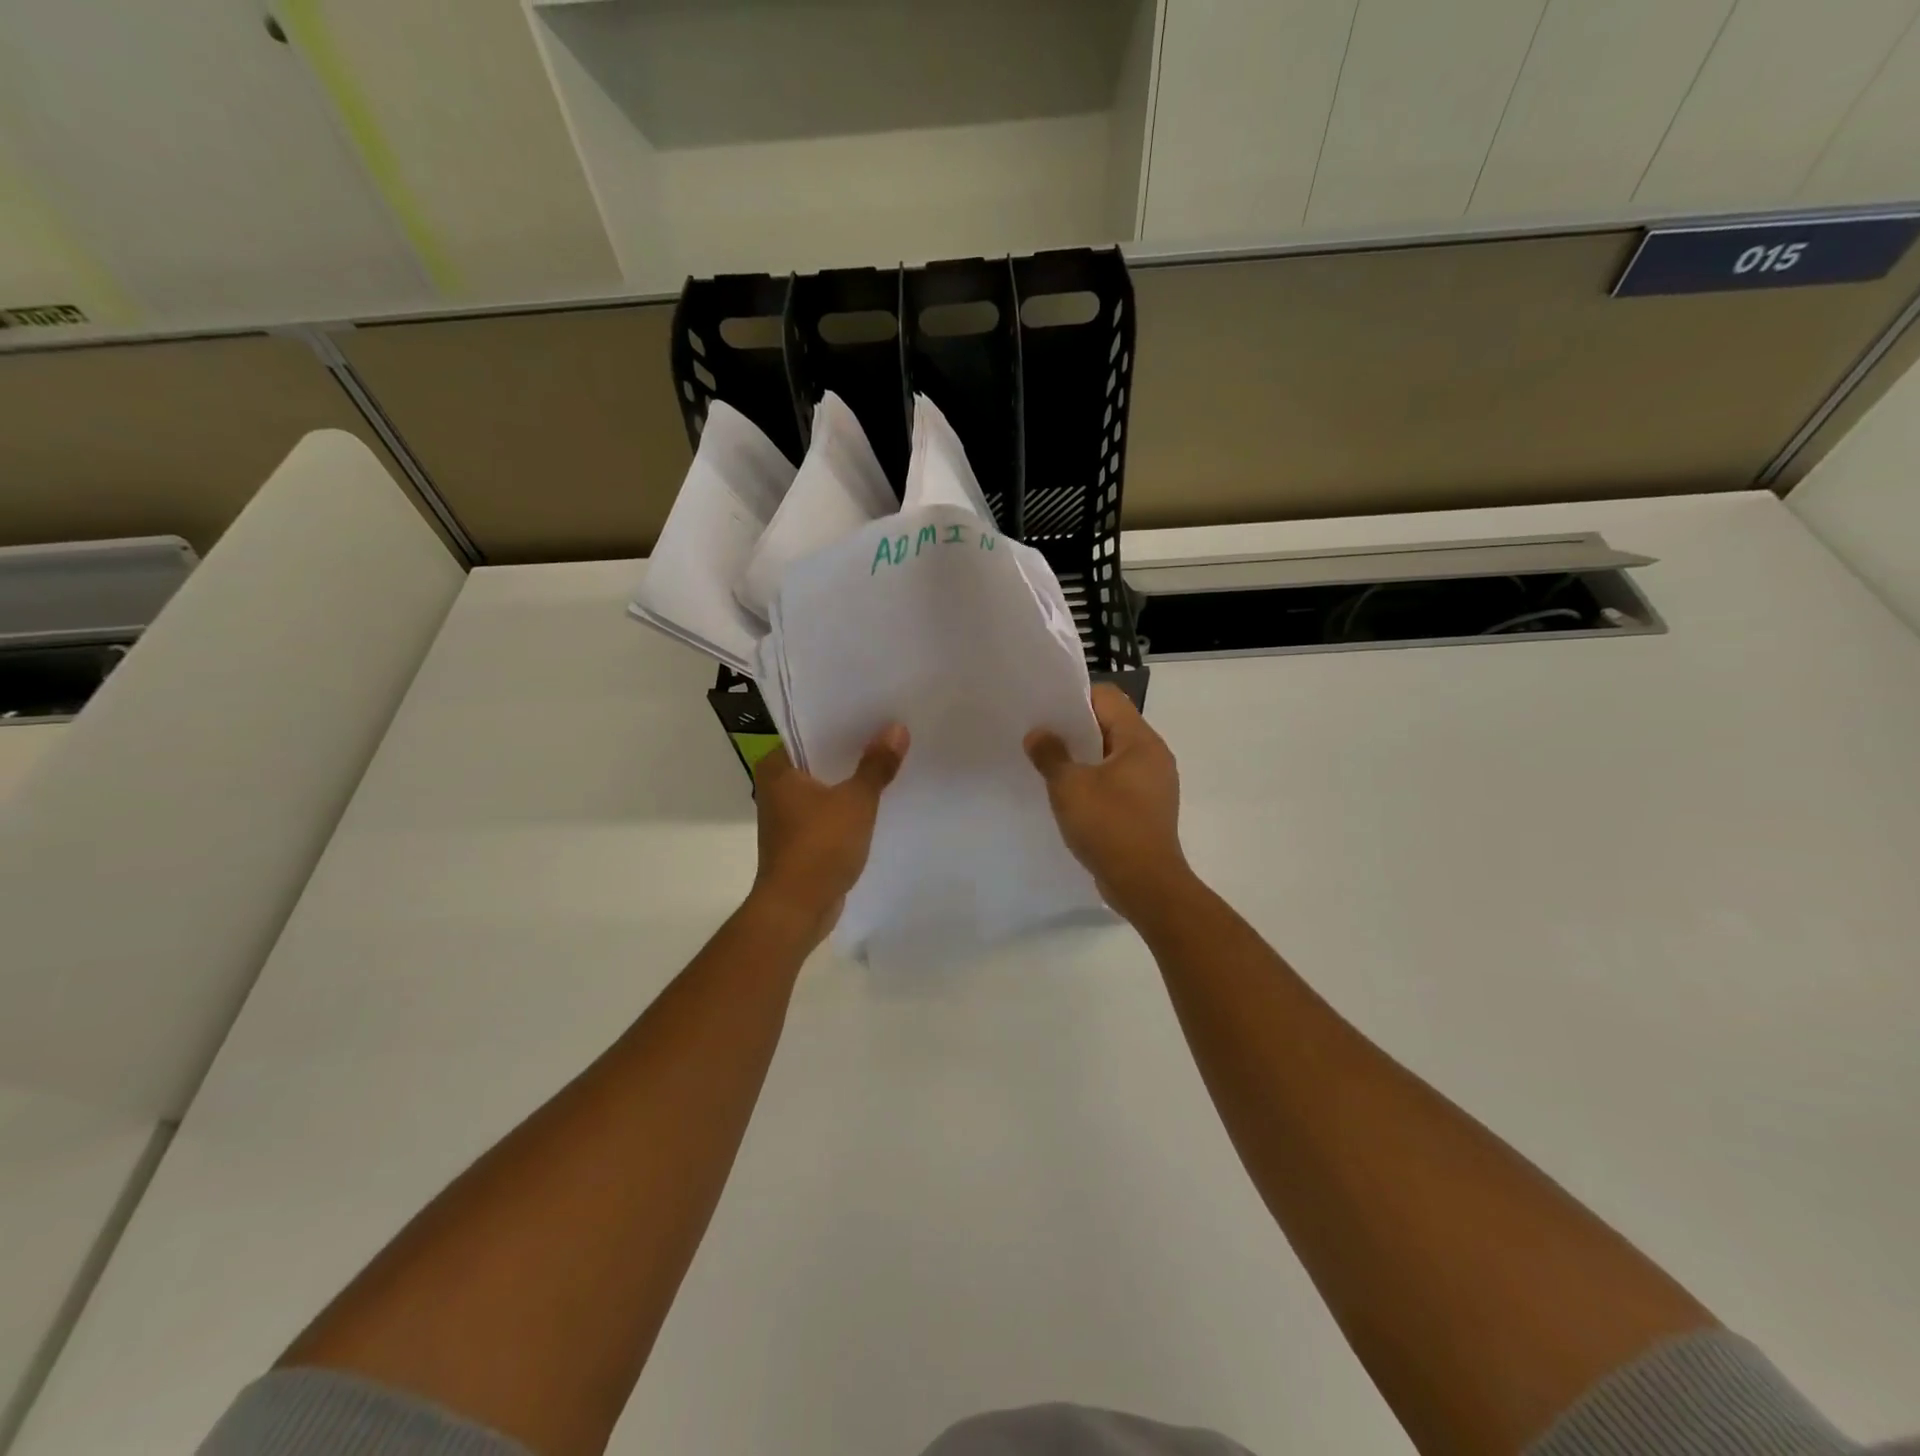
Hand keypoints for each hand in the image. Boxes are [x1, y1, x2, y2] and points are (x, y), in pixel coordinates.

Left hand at [750, 726, 908, 940]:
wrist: (797, 909)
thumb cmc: (819, 846)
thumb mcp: (856, 801)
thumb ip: (876, 765)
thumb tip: (897, 728)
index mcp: (777, 768)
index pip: (804, 728)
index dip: (835, 717)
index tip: (865, 707)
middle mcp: (775, 787)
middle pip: (816, 756)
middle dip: (847, 746)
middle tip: (883, 726)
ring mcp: (786, 815)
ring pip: (822, 784)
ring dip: (848, 775)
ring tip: (884, 756)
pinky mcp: (800, 838)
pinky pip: (827, 809)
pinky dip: (846, 803)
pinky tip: (874, 797)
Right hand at [1025, 685, 1189, 922]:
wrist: (1145, 884)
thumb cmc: (1109, 826)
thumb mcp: (1069, 786)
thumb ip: (1050, 754)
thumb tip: (1038, 734)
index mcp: (1141, 740)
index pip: (1108, 698)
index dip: (1075, 699)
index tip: (1046, 712)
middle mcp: (1153, 756)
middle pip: (1111, 725)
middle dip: (1076, 730)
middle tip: (1041, 738)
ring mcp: (1154, 784)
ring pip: (1113, 756)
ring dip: (1084, 759)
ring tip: (1051, 767)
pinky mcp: (1148, 809)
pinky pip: (1118, 782)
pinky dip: (1095, 783)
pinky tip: (1070, 797)